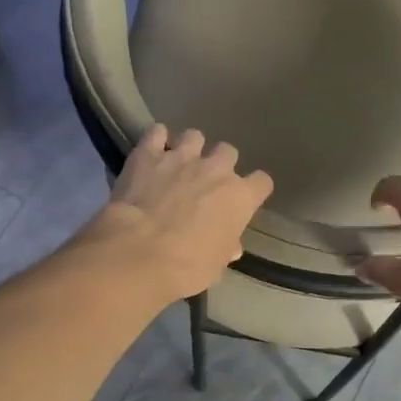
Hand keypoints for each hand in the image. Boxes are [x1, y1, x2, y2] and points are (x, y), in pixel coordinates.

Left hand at [85, 125, 273, 300]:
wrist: (138, 253)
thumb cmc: (186, 267)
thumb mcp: (215, 266)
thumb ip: (225, 248)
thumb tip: (231, 246)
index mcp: (240, 198)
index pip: (262, 182)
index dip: (254, 190)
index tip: (244, 200)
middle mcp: (216, 170)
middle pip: (228, 152)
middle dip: (220, 164)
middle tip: (206, 183)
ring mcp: (181, 157)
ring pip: (194, 136)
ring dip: (189, 148)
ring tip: (178, 164)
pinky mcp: (148, 154)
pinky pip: (156, 133)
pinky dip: (156, 140)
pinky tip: (151, 153)